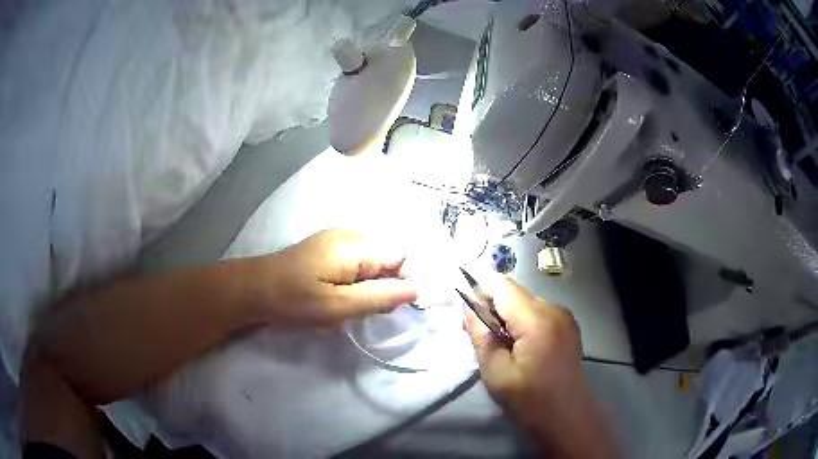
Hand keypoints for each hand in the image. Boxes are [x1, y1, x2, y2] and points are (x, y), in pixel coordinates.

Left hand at [248, 228, 417, 326]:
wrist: (253, 289)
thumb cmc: (294, 299)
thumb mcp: (337, 306)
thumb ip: (379, 296)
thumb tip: (417, 288)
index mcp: (356, 245)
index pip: (401, 256)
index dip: (402, 282)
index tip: (387, 307)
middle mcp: (351, 233)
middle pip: (389, 256)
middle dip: (384, 285)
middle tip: (363, 308)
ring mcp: (338, 237)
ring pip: (373, 261)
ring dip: (370, 285)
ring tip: (349, 304)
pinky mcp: (329, 246)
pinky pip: (358, 260)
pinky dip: (357, 280)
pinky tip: (340, 294)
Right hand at [464, 277, 615, 458]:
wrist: (567, 419)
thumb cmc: (529, 401)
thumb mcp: (495, 372)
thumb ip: (480, 334)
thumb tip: (467, 306)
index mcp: (537, 320)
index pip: (502, 286)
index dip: (480, 293)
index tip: (467, 316)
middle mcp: (555, 309)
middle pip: (515, 294)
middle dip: (493, 309)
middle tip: (481, 339)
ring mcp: (566, 317)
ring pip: (526, 304)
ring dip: (509, 318)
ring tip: (502, 348)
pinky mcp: (569, 327)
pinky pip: (540, 314)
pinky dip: (524, 324)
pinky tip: (522, 349)